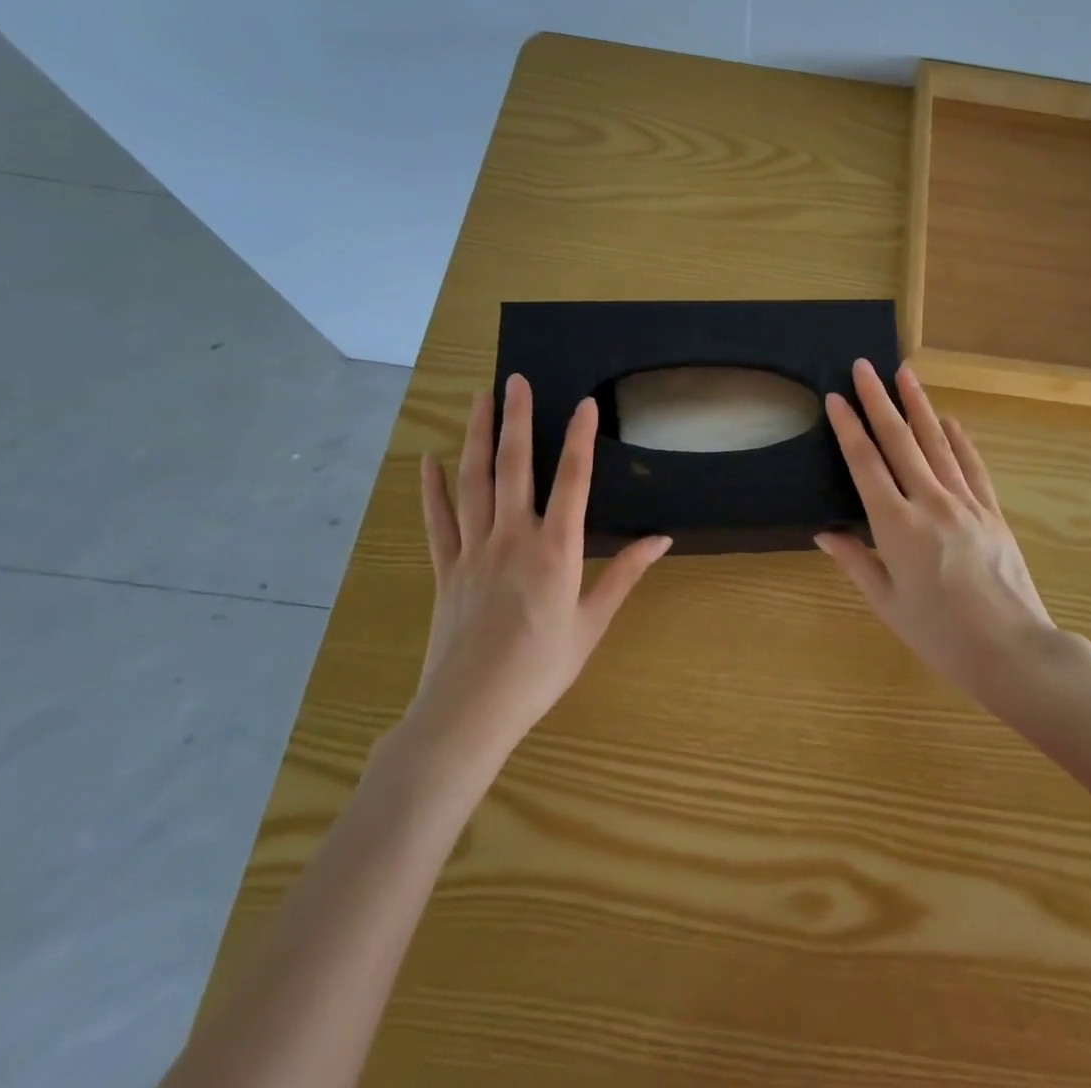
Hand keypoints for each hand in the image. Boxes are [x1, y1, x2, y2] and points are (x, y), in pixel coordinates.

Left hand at [403, 375, 671, 799]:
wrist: (469, 712)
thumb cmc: (541, 669)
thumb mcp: (593, 623)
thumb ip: (625, 574)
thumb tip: (661, 538)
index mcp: (555, 550)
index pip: (572, 481)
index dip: (579, 438)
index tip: (583, 402)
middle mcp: (513, 538)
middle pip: (513, 466)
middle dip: (516, 418)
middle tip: (515, 378)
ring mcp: (473, 550)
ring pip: (472, 482)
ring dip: (475, 436)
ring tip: (478, 399)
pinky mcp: (446, 568)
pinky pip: (438, 520)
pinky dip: (432, 489)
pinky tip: (428, 461)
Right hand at [815, 359, 1057, 707]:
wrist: (1012, 650)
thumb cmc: (940, 634)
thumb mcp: (888, 603)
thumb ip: (856, 561)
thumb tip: (824, 532)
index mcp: (897, 526)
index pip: (866, 464)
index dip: (849, 428)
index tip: (836, 398)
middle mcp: (930, 503)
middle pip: (900, 441)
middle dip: (879, 400)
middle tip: (864, 365)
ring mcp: (966, 503)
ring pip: (937, 443)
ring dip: (919, 406)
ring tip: (905, 373)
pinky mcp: (992, 512)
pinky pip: (972, 467)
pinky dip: (960, 440)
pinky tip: (950, 420)